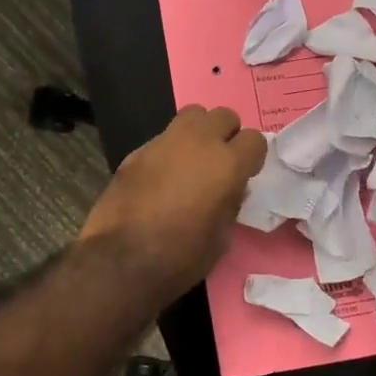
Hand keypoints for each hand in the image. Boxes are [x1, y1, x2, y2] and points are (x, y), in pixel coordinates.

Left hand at [79, 106, 266, 299]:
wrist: (121, 260)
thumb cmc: (181, 256)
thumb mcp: (222, 238)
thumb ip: (231, 204)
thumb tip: (230, 190)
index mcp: (227, 164)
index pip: (254, 139)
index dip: (251, 157)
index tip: (244, 174)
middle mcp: (198, 142)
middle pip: (223, 116)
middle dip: (226, 135)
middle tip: (218, 162)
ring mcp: (164, 142)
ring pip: (192, 115)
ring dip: (198, 132)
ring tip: (191, 160)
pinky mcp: (137, 151)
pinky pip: (163, 137)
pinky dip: (170, 149)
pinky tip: (161, 177)